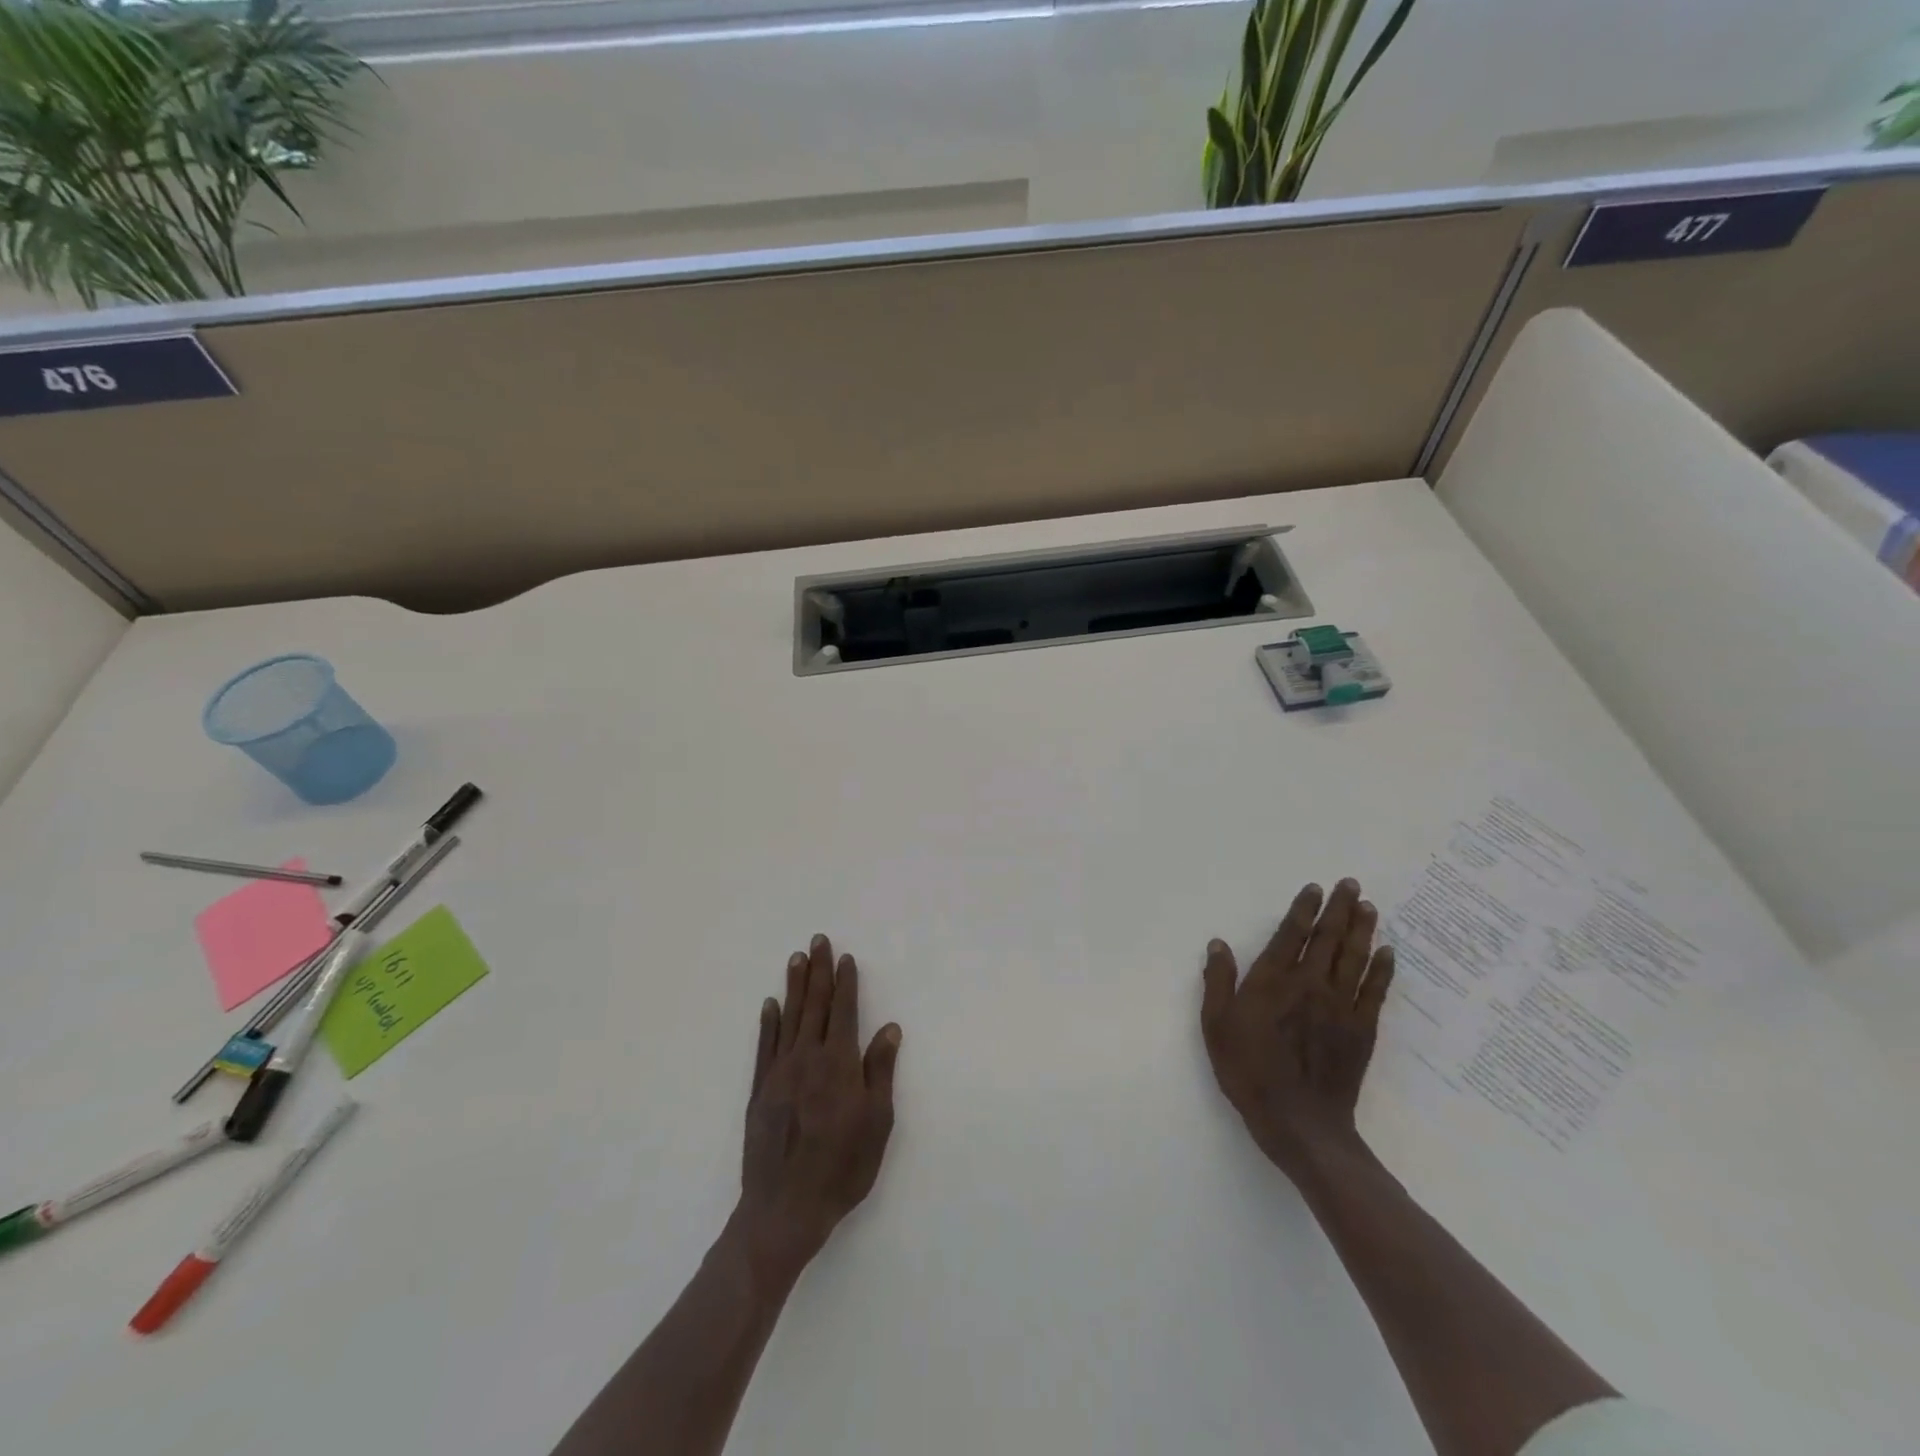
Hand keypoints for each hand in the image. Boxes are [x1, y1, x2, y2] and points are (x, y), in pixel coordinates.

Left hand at [731, 934, 900, 1289]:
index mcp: (838, 1064)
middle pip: (814, 1005)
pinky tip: (770, 1004)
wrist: (784, 1209)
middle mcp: (807, 1058)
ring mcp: (779, 1072)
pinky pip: (764, 1046)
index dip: (845, 983)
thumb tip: (889, 1028)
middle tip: (818, 940)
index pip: (843, 1011)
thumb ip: (880, 1071)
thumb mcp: (877, 1123)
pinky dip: (768, 1022)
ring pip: (788, 1018)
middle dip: (818, 971)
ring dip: (794, 986)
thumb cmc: (841, 1168)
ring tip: (796, 959)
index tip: (845, 957)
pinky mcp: (759, 1090)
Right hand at [1200, 879, 1394, 1182]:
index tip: (1315, 888)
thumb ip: (1218, 982)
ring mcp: (1340, 1006)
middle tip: (1351, 883)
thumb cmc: (1249, 1071)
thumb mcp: (1216, 1026)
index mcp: (1272, 981)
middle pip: (1328, 938)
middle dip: (1339, 908)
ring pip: (1354, 957)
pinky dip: (1382, 968)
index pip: (1291, 935)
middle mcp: (1309, 984)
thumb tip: (1218, 944)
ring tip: (1368, 906)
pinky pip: (1375, 990)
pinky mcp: (1362, 1029)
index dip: (1303, 909)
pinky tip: (1388, 952)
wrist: (1299, 1122)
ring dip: (1362, 929)